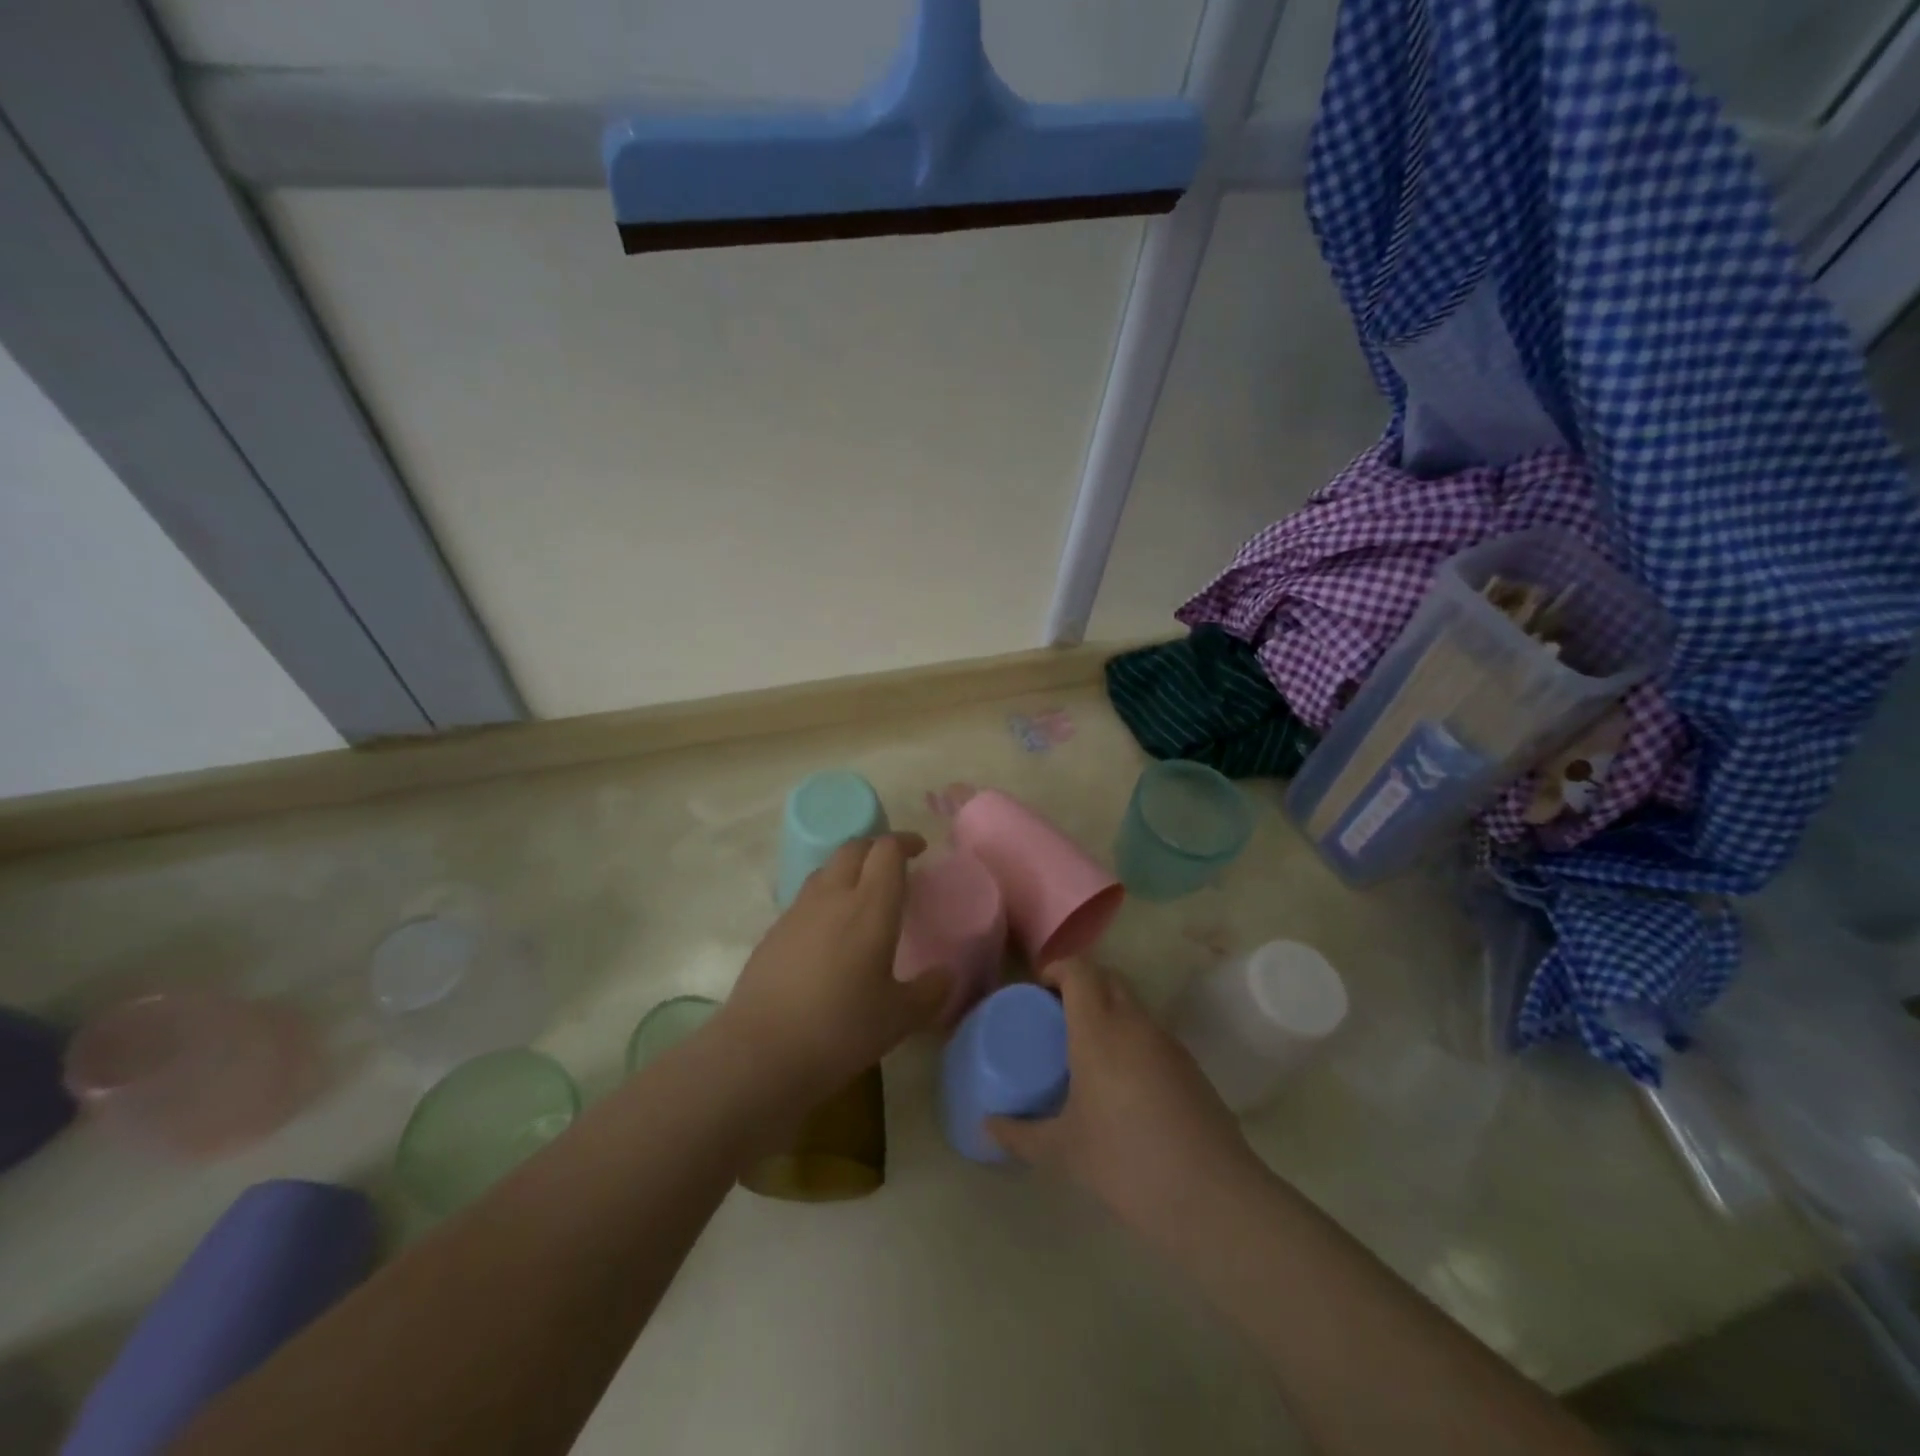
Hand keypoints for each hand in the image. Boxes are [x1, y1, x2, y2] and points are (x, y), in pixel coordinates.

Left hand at [717, 834, 948, 1099]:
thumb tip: (947, 975)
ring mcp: (798, 912)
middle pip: (853, 848)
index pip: (887, 851)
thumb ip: (930, 992)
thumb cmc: (840, 1030)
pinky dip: (826, 897)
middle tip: (894, 865)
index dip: (905, 842)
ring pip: (826, 870)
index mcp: (870, 907)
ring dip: (849, 869)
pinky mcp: (774, 932)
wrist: (760, 1052)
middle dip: (876, 847)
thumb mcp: (899, 1018)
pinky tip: (830, 931)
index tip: (920, 849)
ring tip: (863, 894)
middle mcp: (832, 897)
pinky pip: (806, 898)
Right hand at [988, 960, 1257, 1233]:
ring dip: (1108, 1008)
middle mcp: (1135, 1024)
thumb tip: (987, 1125)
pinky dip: (1130, 1036)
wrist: (1212, 1197)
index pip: (1080, 970)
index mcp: (1099, 1031)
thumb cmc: (1126, 1164)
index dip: (1058, 969)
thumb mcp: (1063, 1152)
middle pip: (1107, 977)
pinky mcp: (1189, 1065)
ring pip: (1132, 1003)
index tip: (1039, 990)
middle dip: (1081, 984)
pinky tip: (1121, 1081)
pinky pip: (1151, 1031)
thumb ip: (1020, 1134)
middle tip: (1057, 1015)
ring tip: (1086, 1048)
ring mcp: (1167, 1042)